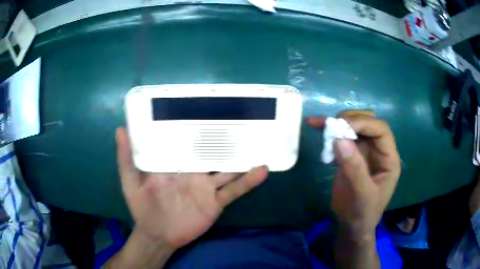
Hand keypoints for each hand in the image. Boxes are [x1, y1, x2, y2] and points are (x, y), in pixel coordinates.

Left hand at [115, 127, 268, 248]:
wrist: (157, 233)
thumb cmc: (142, 205)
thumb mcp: (130, 179)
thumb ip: (126, 156)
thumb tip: (121, 129)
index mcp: (175, 162)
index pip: (187, 139)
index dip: (195, 125)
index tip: (207, 108)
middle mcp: (193, 170)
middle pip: (212, 150)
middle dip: (224, 136)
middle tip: (241, 117)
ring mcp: (206, 186)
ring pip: (228, 167)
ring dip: (242, 156)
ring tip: (258, 139)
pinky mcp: (215, 202)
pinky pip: (234, 190)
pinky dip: (248, 181)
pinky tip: (262, 170)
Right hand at [308, 110, 400, 235]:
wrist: (352, 226)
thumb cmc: (363, 213)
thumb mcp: (362, 195)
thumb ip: (354, 169)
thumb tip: (338, 139)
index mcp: (389, 158)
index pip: (381, 130)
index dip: (363, 123)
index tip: (342, 127)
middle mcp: (378, 150)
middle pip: (368, 123)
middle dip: (350, 120)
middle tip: (331, 126)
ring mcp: (364, 151)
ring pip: (354, 126)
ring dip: (338, 123)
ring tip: (320, 124)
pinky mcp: (351, 155)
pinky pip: (342, 137)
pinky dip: (329, 131)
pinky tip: (316, 125)